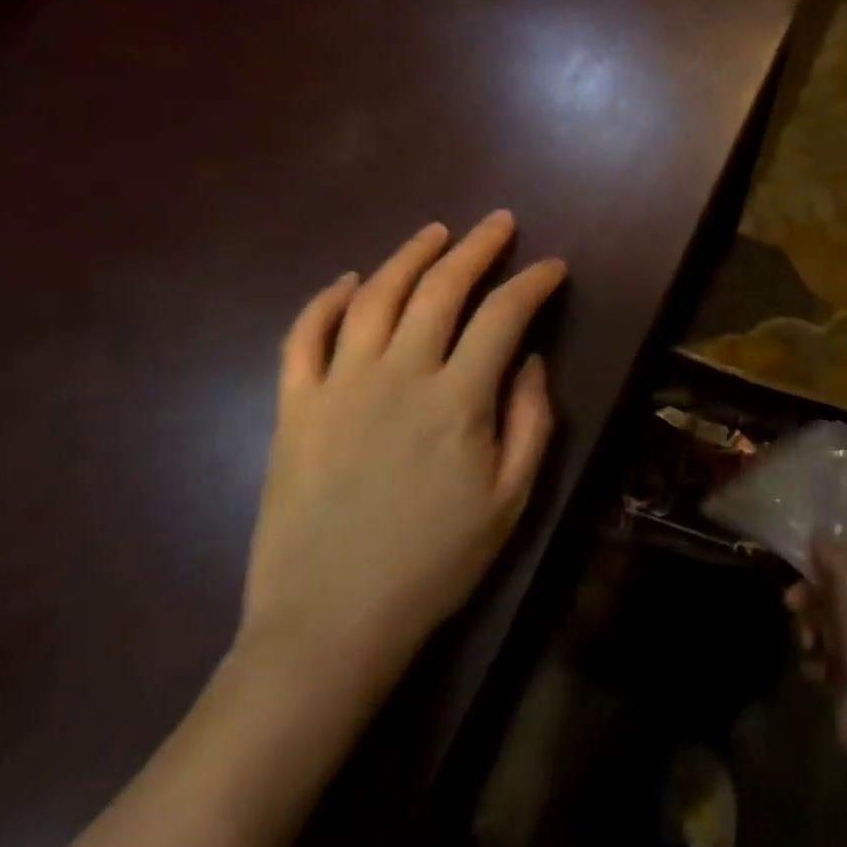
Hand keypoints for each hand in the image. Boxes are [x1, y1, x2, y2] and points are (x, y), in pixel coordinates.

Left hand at [239, 212, 565, 702]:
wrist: (330, 623)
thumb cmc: (435, 563)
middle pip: (440, 288)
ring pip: (374, 296)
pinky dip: (325, 301)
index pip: (504, 315)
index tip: (553, 267)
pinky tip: (348, 281)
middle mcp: (398, 375)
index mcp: (457, 399)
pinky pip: (303, 337)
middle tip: (499, 223)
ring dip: (409, 256)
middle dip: (477, 248)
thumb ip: (531, 421)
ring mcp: (338, 386)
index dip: (533, 282)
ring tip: (435, 233)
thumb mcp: (511, 499)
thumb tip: (529, 359)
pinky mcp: (294, 407)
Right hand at [786, 536, 846, 774]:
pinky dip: (813, 661)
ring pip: (821, 626)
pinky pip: (820, 659)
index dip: (823, 563)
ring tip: (809, 645)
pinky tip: (814, 668)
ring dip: (808, 631)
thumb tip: (817, 534)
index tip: (800, 565)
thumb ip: (833, 555)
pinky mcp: (846, 679)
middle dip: (808, 598)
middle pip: (830, 595)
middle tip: (791, 604)